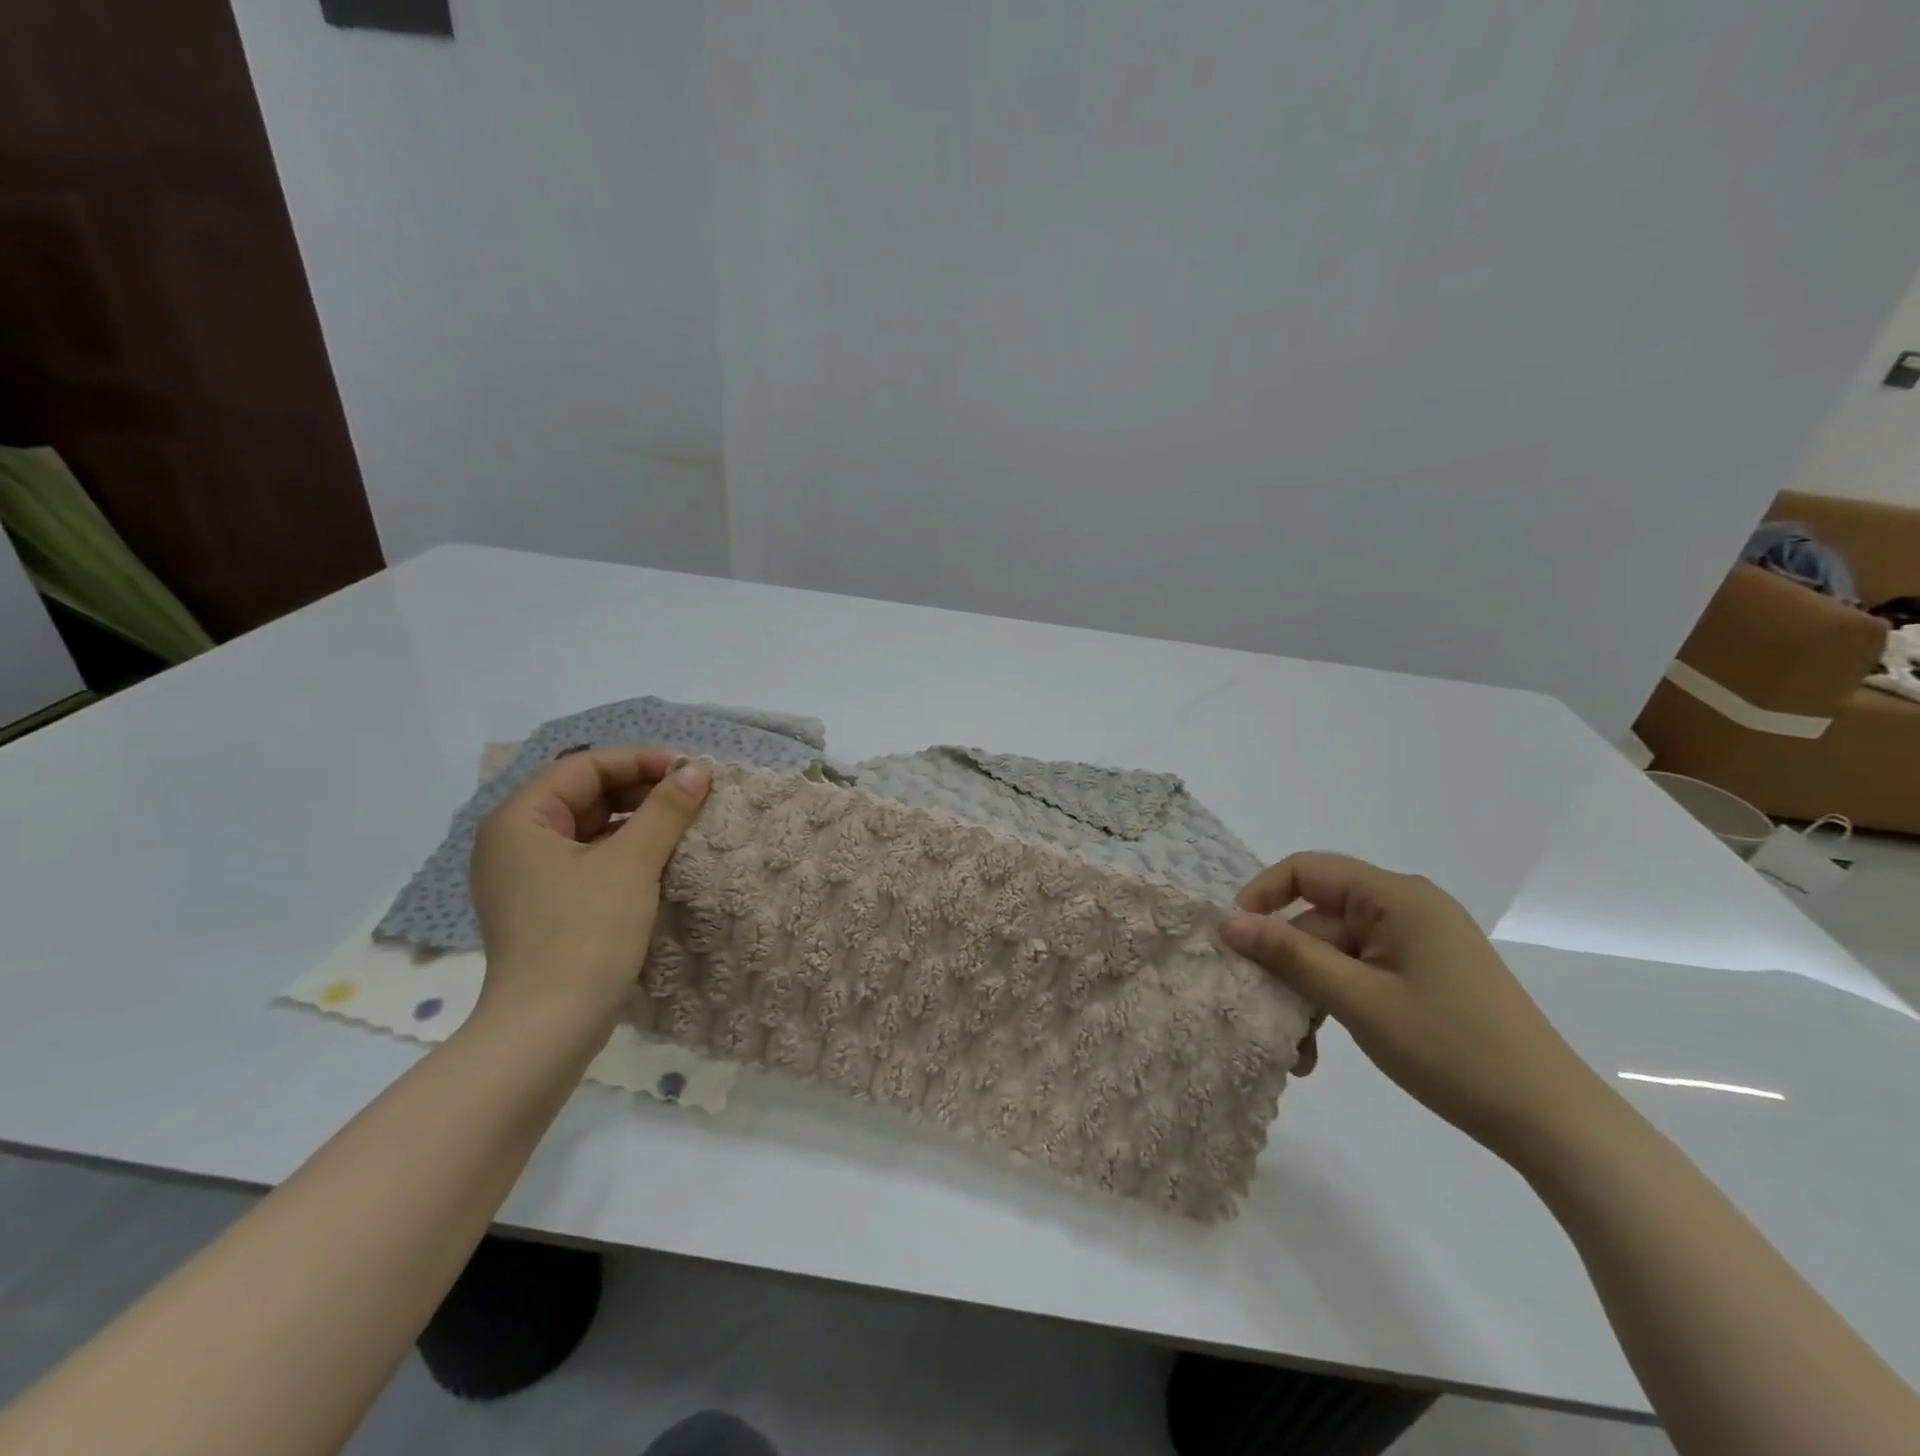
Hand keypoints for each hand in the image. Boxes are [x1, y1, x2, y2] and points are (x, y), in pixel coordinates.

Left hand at [470, 747, 710, 1042]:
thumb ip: (667, 809)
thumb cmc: (585, 933)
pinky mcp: (546, 905)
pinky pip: (589, 859)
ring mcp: (527, 877)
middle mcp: (515, 841)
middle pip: (585, 794)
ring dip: (638, 820)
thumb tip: (698, 770)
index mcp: (520, 820)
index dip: (640, 760)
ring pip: (590, 828)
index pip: (584, 767)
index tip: (689, 769)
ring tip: (686, 822)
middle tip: (693, 794)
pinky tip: (663, 857)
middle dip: (641, 789)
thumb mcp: (632, 863)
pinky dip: (626, 851)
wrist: (549, 1029)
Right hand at [1221, 853, 1611, 1164]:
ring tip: (1296, 1051)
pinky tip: (1320, 1051)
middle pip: (1319, 919)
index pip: (1308, 870)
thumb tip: (1228, 922)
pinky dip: (1336, 1003)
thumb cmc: (1452, 1049)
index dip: (1262, 896)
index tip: (1234, 939)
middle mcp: (1406, 908)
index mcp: (1397, 897)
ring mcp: (1417, 943)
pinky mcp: (1423, 974)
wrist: (1552, 1121)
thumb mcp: (1358, 1001)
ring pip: (1335, 953)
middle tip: (1262, 1015)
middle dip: (1286, 966)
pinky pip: (1360, 973)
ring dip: (1308, 994)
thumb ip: (1290, 955)